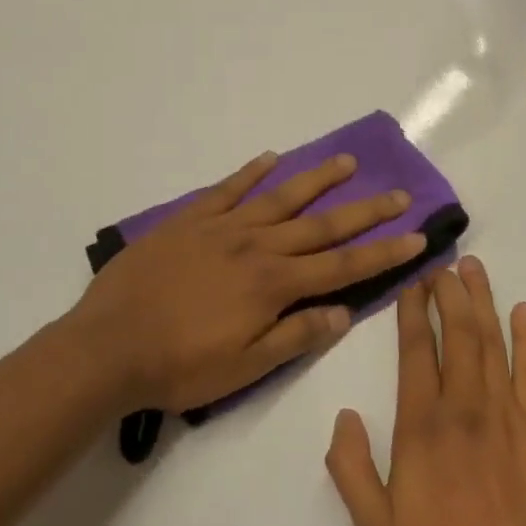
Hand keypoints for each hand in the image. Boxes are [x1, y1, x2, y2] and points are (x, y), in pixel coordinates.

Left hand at [66, 150, 427, 414]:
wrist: (108, 346)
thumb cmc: (180, 366)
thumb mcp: (246, 367)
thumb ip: (296, 336)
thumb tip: (344, 313)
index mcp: (274, 284)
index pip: (343, 266)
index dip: (384, 252)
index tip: (418, 236)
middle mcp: (257, 246)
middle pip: (322, 224)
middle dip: (366, 210)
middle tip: (400, 194)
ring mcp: (221, 227)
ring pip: (280, 197)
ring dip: (317, 179)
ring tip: (348, 161)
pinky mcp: (188, 220)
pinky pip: (226, 189)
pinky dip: (250, 172)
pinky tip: (269, 159)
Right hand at [325, 257, 525, 525]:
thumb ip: (352, 470)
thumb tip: (343, 417)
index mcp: (422, 428)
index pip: (416, 353)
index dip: (413, 313)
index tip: (411, 283)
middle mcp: (464, 409)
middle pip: (457, 335)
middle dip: (448, 293)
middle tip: (442, 262)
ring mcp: (505, 417)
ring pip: (492, 344)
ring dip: (482, 302)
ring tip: (474, 268)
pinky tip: (523, 312)